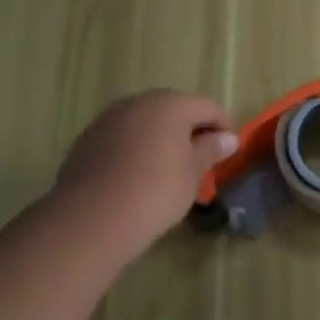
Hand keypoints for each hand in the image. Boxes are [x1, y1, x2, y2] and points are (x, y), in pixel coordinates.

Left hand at [52, 91, 236, 263]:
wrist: (92, 217)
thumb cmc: (156, 192)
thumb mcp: (193, 173)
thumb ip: (210, 150)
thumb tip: (227, 138)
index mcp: (171, 105)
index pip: (208, 106)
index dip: (224, 126)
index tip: (230, 150)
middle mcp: (139, 102)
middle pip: (175, 108)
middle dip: (191, 128)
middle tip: (202, 157)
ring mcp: (110, 118)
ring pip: (146, 120)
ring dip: (162, 136)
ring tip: (170, 166)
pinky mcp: (89, 138)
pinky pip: (124, 135)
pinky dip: (137, 146)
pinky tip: (139, 173)